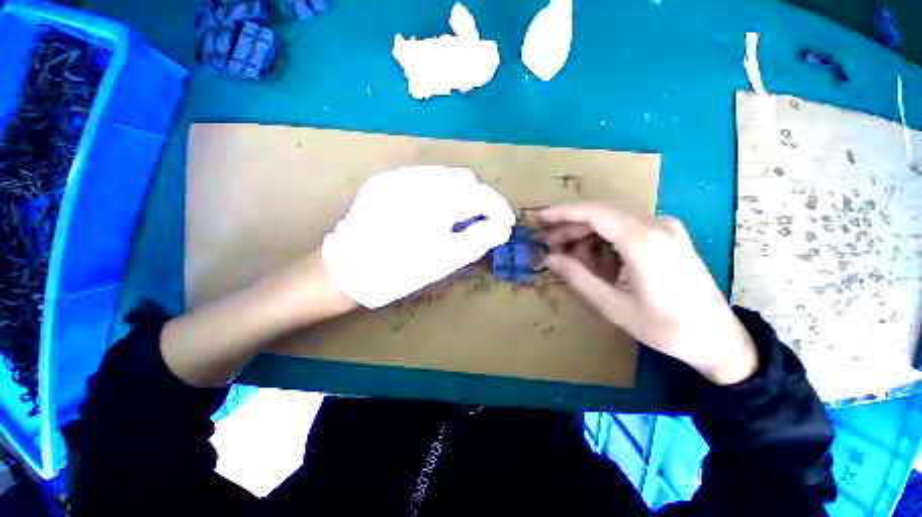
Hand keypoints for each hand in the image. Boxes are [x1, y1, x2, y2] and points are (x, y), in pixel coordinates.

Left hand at [322, 166, 514, 307]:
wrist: (347, 271)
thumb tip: (502, 228)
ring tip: (455, 218)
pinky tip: (431, 210)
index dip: (498, 208)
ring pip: (443, 176)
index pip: (480, 195)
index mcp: (434, 203)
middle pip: (463, 180)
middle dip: (477, 200)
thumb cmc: (399, 271)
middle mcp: (417, 180)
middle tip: (478, 224)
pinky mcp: (384, 181)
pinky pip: (421, 178)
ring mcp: (397, 177)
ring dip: (457, 194)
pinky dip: (436, 191)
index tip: (505, 223)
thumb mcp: (445, 261)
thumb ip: (478, 240)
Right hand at [540, 203, 757, 384]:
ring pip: (613, 219)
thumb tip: (550, 258)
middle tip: (548, 242)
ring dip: (585, 232)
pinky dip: (603, 238)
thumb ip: (578, 277)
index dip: (562, 213)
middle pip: (602, 213)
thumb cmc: (666, 327)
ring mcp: (666, 228)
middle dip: (570, 225)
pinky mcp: (668, 236)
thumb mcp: (613, 305)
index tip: (540, 219)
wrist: (719, 338)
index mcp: (644, 241)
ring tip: (565, 252)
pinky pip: (626, 228)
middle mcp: (657, 225)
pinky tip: (592, 256)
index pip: (594, 213)